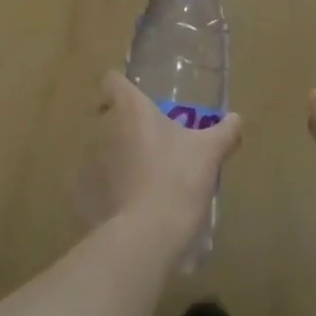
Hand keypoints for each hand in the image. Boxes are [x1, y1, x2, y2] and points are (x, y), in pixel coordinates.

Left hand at [74, 74, 242, 253]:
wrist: (147, 234)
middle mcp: (102, 127)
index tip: (138, 102)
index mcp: (129, 108)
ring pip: (97, 149)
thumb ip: (225, 132)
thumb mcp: (210, 153)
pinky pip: (91, 184)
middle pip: (104, 116)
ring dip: (113, 158)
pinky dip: (104, 190)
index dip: (121, 87)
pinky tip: (125, 206)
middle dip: (123, 126)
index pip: (111, 80)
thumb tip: (237, 119)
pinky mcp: (79, 193)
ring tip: (140, 179)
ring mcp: (86, 161)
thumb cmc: (178, 179)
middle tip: (150, 145)